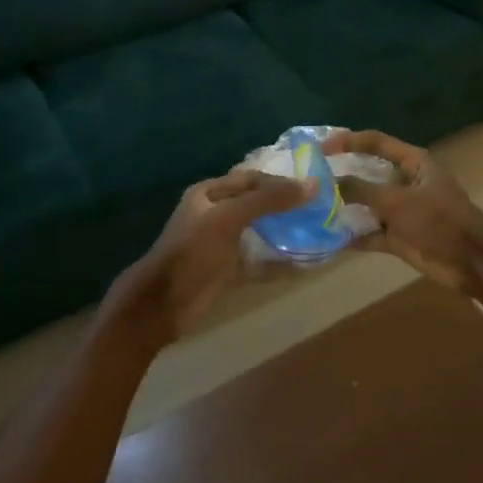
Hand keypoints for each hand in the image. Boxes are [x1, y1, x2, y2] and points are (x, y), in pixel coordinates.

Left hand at [113, 171, 313, 340]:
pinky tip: (302, 261)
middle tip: (319, 207)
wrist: (163, 304)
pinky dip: (277, 260)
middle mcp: (215, 213)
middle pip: (256, 203)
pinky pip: (258, 259)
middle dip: (284, 205)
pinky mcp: (227, 269)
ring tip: (316, 229)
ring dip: (283, 230)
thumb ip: (269, 200)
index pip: (251, 178)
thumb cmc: (193, 250)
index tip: (311, 187)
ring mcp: (221, 242)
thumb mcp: (229, 218)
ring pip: (259, 230)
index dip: (279, 180)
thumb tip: (313, 185)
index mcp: (209, 193)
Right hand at [323, 131, 482, 292]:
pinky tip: (328, 238)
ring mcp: (402, 211)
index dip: (348, 141)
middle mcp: (405, 183)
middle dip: (341, 177)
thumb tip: (330, 182)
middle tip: (310, 180)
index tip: (320, 148)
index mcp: (412, 163)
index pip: (376, 142)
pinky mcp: (399, 237)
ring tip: (312, 209)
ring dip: (344, 209)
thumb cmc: (438, 219)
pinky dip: (353, 236)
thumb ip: (362, 190)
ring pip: (366, 205)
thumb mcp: (398, 201)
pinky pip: (370, 233)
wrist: (471, 261)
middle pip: (367, 174)